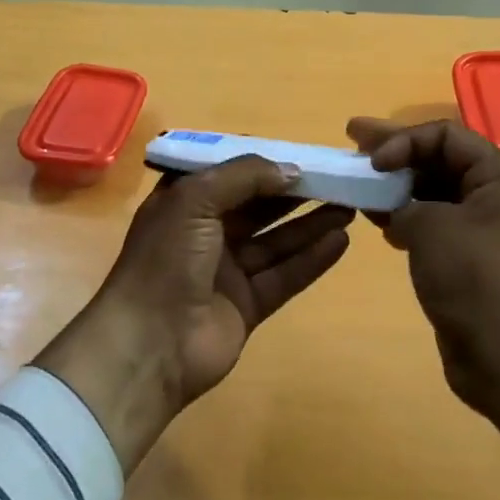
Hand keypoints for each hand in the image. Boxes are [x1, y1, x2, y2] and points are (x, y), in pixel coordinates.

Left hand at [35, 157, 352, 471]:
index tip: (302, 153)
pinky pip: (284, 275)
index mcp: (185, 202)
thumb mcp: (196, 198)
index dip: (264, 162)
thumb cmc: (167, 259)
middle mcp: (206, 232)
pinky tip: (341, 240)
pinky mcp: (247, 305)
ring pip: (276, 241)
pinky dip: (311, 259)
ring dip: (311, 223)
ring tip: (350, 205)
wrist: (149, 345)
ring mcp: (227, 271)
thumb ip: (245, 176)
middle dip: (295, 192)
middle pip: (259, 206)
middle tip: (337, 178)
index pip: (230, 173)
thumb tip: (292, 170)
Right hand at [347, 118, 499, 499]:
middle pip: (438, 160)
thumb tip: (391, 205)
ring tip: (358, 184)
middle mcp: (494, 198)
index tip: (373, 161)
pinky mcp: (467, 262)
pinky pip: (432, 224)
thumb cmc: (475, 277)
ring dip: (395, 187)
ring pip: (432, 193)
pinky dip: (404, 217)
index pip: (445, 135)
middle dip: (394, 152)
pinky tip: (378, 223)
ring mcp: (481, 232)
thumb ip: (402, 202)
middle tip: (351, 140)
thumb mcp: (432, 226)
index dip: (405, 139)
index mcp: (499, 177)